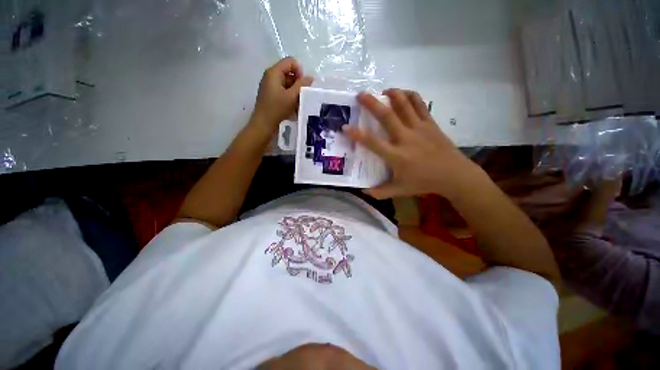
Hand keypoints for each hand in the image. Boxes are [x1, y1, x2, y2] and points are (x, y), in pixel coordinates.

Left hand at [252, 57, 313, 129]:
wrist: (263, 125)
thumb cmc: (277, 109)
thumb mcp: (292, 97)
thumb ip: (302, 85)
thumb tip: (311, 78)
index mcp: (274, 72)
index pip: (290, 62)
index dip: (300, 71)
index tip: (303, 85)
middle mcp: (271, 76)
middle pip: (289, 72)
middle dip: (298, 82)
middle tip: (302, 95)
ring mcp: (270, 86)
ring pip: (287, 83)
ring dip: (295, 91)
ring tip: (298, 103)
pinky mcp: (271, 95)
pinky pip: (283, 91)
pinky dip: (290, 96)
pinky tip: (293, 106)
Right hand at [344, 89, 481, 198]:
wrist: (453, 175)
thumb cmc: (424, 182)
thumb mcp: (399, 190)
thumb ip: (380, 192)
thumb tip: (364, 191)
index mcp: (396, 155)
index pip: (372, 143)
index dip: (357, 134)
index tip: (345, 127)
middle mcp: (405, 138)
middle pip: (386, 116)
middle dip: (371, 103)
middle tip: (360, 94)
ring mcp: (419, 128)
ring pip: (404, 105)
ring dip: (392, 94)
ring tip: (383, 91)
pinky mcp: (430, 123)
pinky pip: (419, 104)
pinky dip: (410, 95)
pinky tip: (403, 93)